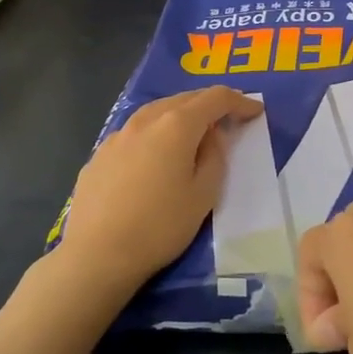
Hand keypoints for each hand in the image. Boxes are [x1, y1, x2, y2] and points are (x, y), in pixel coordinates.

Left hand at [54, 87, 263, 310]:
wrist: (97, 254)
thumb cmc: (160, 227)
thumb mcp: (203, 195)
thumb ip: (214, 157)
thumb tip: (210, 136)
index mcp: (176, 126)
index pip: (214, 99)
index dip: (239, 101)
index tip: (255, 111)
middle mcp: (144, 121)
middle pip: (183, 99)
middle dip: (208, 104)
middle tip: (227, 118)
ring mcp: (117, 136)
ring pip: (154, 112)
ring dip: (178, 115)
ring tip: (191, 132)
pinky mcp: (98, 155)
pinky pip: (134, 133)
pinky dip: (153, 134)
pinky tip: (153, 156)